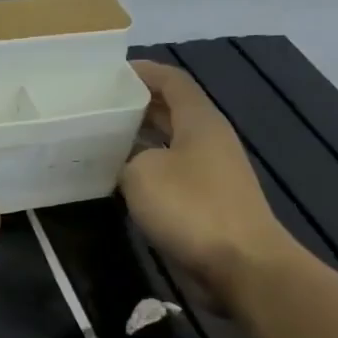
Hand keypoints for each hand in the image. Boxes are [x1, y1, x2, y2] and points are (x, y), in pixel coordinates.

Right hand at [120, 61, 299, 305]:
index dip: (143, 72)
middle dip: (136, 106)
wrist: (241, 266)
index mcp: (200, 121)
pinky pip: (171, 176)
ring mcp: (210, 174)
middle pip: (171, 111)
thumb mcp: (142, 173)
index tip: (110, 73)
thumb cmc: (191, 208)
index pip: (172, 81)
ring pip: (168, 146)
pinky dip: (146, 173)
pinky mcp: (207, 204)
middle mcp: (208, 141)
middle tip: (96, 108)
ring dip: (138, 142)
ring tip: (99, 141)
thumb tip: (129, 165)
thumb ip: (128, 159)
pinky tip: (118, 182)